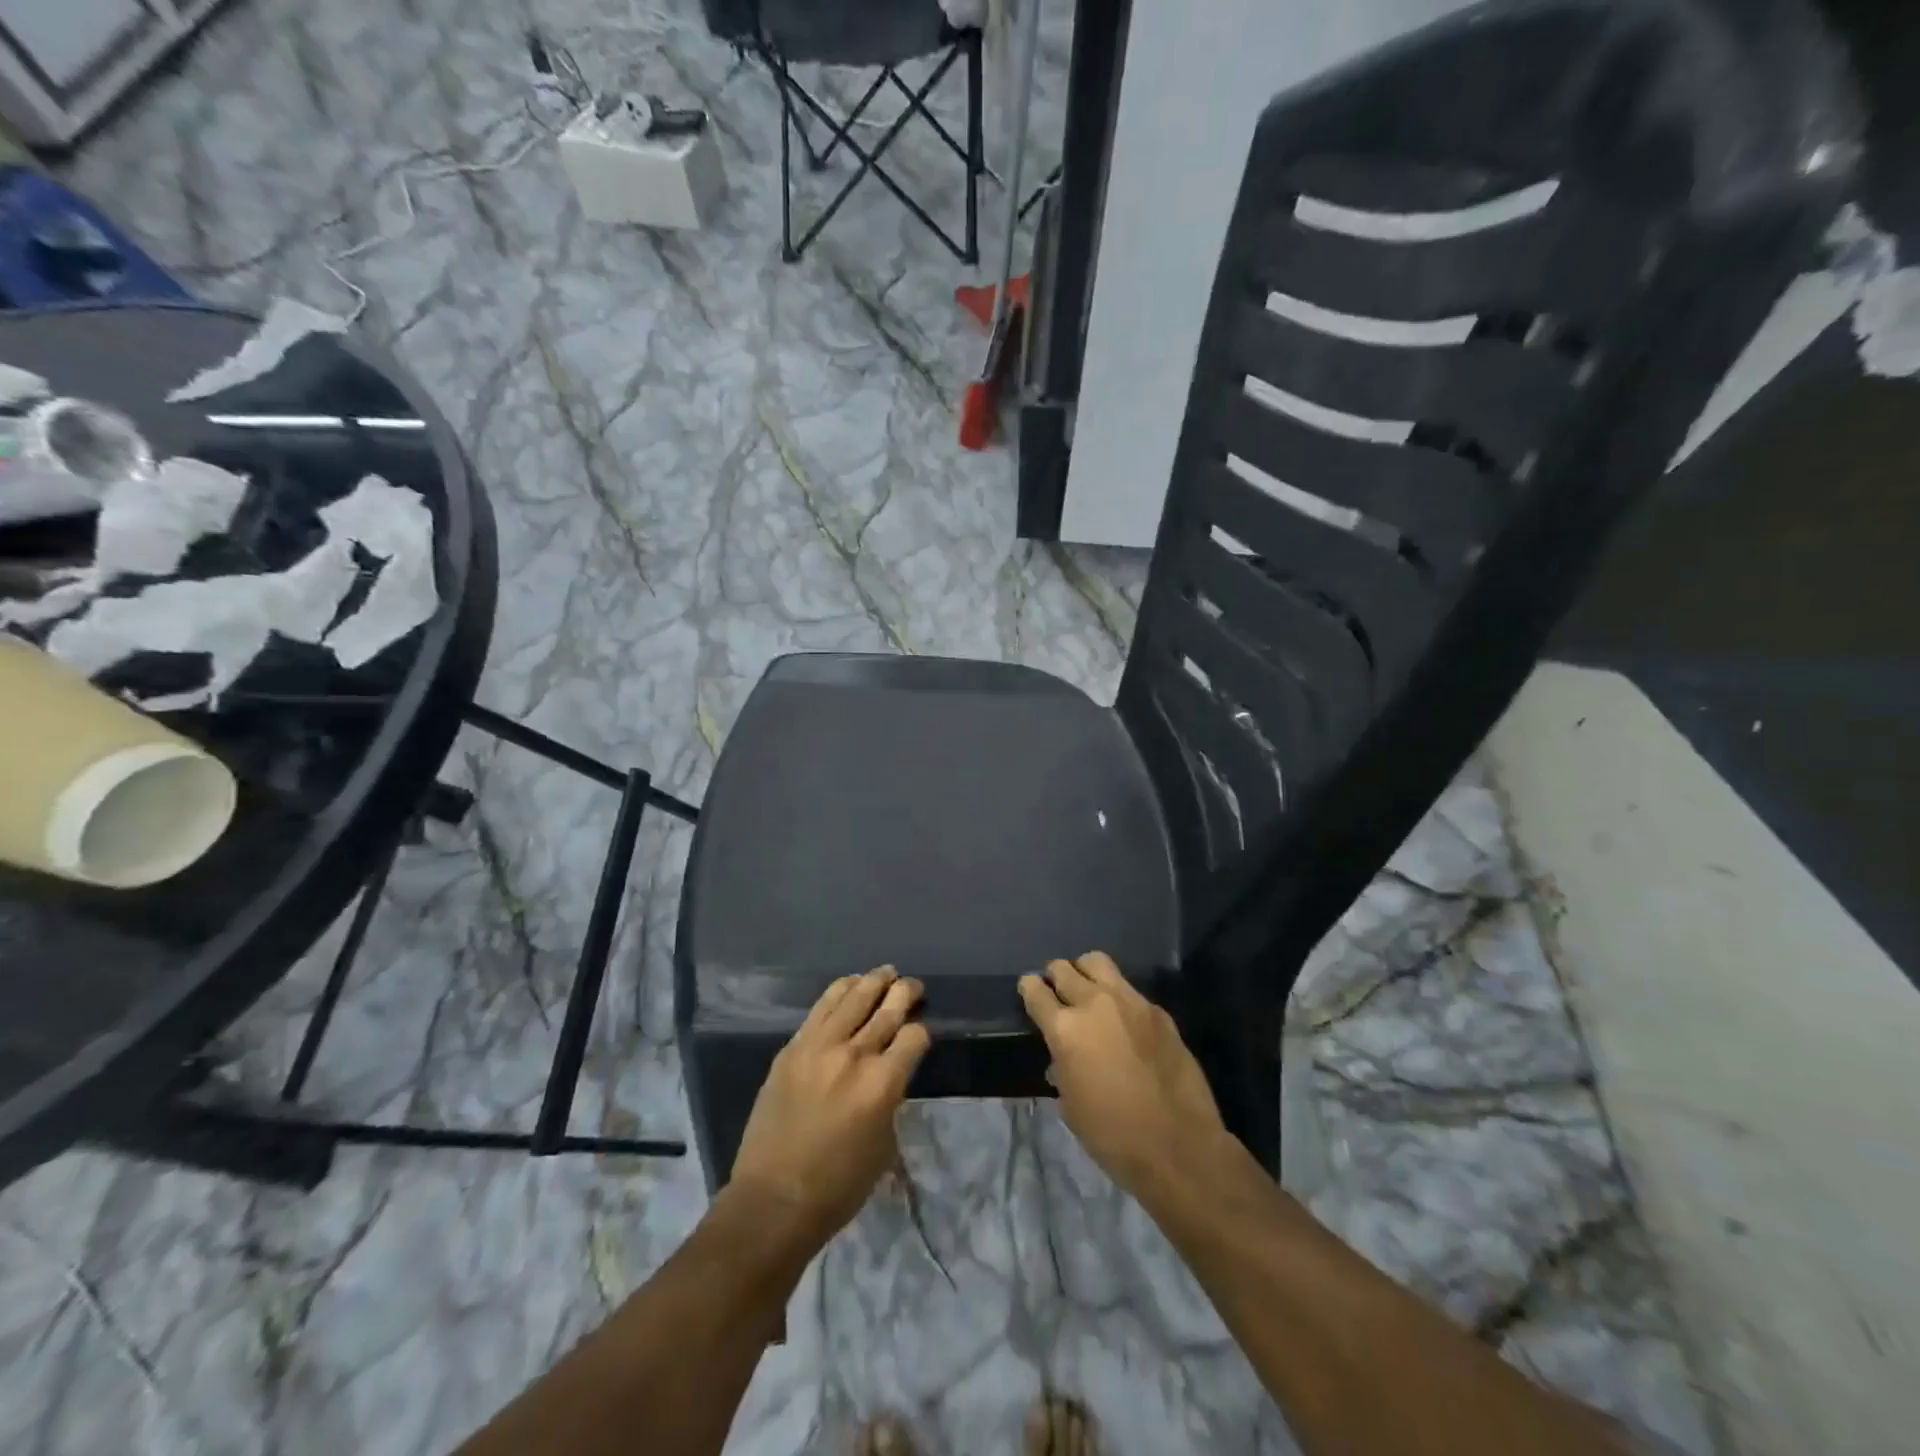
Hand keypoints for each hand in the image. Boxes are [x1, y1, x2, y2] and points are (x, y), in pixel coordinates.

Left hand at [729, 966, 930, 1247]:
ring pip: (853, 998)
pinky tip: (849, 984)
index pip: (914, 1036)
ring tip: (885, 973)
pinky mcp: (793, 1048)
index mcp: (883, 1083)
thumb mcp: (884, 1145)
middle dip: (905, 993)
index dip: (922, 1033)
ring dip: (873, 981)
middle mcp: (854, 1055)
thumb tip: (890, 1073)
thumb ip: (891, 1099)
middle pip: (887, 1009)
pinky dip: (840, 991)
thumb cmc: (838, 1186)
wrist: (774, 1199)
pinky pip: (821, 1008)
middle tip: (913, 986)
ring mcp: (819, 1046)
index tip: (920, 1035)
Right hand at [1018, 952, 1227, 1198]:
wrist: (1179, 1146)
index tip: (1029, 991)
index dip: (1028, 989)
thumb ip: (1061, 1069)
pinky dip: (1118, 998)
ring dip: (1085, 972)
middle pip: (1064, 968)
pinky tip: (1124, 1022)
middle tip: (1057, 992)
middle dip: (1055, 976)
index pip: (1035, 991)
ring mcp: (1130, 1002)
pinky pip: (1129, 990)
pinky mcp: (1158, 1011)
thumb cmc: (1113, 1135)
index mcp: (1065, 1029)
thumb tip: (1062, 1058)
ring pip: (1097, 962)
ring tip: (1087, 991)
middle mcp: (1095, 1003)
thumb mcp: (1070, 1106)